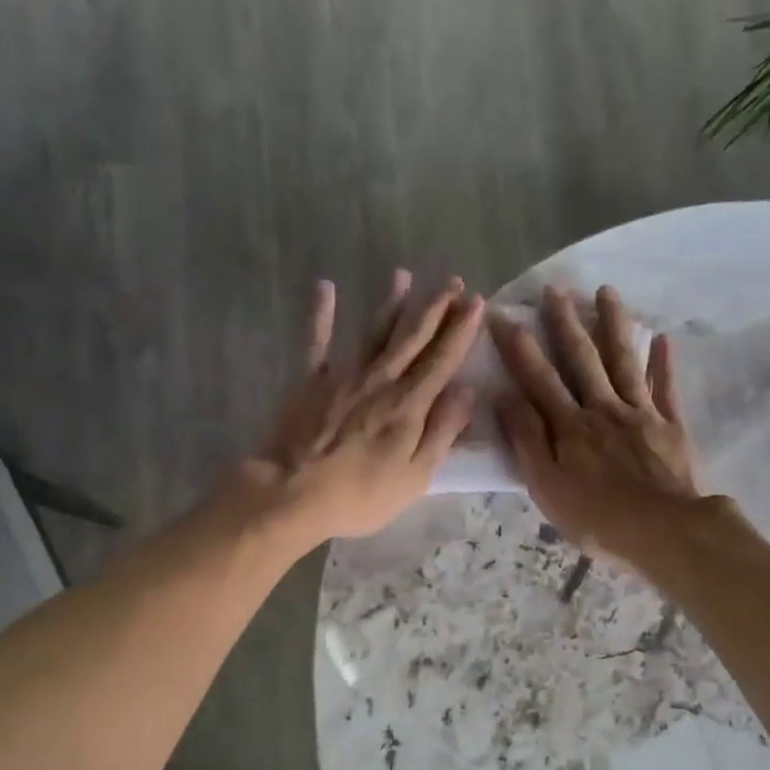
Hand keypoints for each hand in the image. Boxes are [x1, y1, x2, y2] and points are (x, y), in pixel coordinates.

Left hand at [241, 271, 482, 543]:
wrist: (293, 493)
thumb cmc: (361, 495)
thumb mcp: (415, 476)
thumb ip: (442, 431)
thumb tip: (467, 391)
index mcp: (409, 405)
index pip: (442, 360)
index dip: (461, 331)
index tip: (476, 302)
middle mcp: (380, 380)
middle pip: (412, 338)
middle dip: (435, 308)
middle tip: (452, 281)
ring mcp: (343, 376)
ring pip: (373, 332)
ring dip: (391, 303)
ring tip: (404, 275)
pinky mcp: (309, 381)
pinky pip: (317, 341)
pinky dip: (321, 314)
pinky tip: (326, 287)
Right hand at [491, 285, 700, 560]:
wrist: (664, 531)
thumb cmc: (597, 518)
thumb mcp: (547, 486)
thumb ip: (528, 440)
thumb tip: (508, 397)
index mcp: (570, 426)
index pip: (538, 379)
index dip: (519, 347)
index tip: (503, 315)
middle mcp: (604, 409)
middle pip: (582, 359)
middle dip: (565, 323)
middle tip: (555, 289)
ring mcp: (641, 414)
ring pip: (624, 361)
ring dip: (614, 325)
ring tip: (607, 291)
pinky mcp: (671, 427)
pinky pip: (665, 388)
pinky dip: (663, 362)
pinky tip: (661, 338)